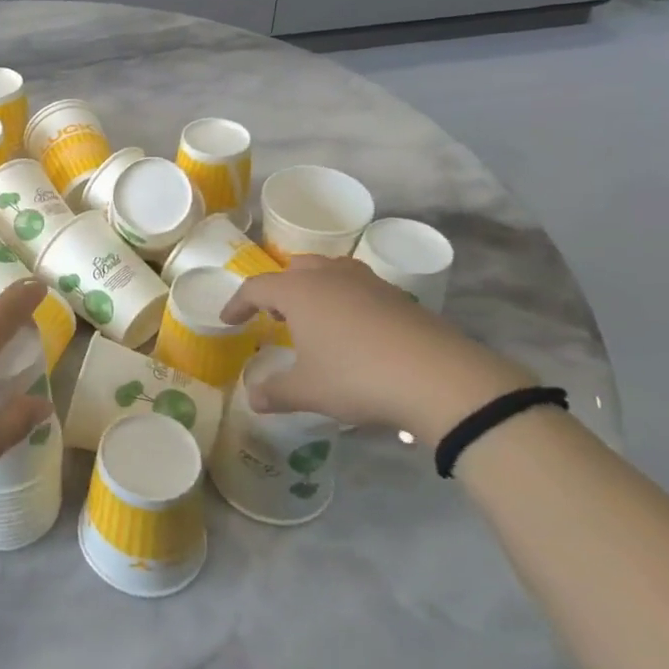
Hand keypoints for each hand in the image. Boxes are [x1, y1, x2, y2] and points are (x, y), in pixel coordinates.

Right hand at [221, 256, 535, 445]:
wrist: (439, 378)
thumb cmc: (357, 377)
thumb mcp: (308, 391)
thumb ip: (275, 392)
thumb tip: (253, 398)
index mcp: (298, 291)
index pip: (256, 287)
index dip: (238, 303)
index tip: (229, 320)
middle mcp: (329, 276)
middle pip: (294, 269)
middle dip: (279, 289)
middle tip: (275, 317)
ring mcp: (367, 282)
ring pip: (329, 272)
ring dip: (314, 289)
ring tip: (313, 319)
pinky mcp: (397, 296)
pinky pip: (358, 287)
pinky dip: (344, 300)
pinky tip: (352, 331)